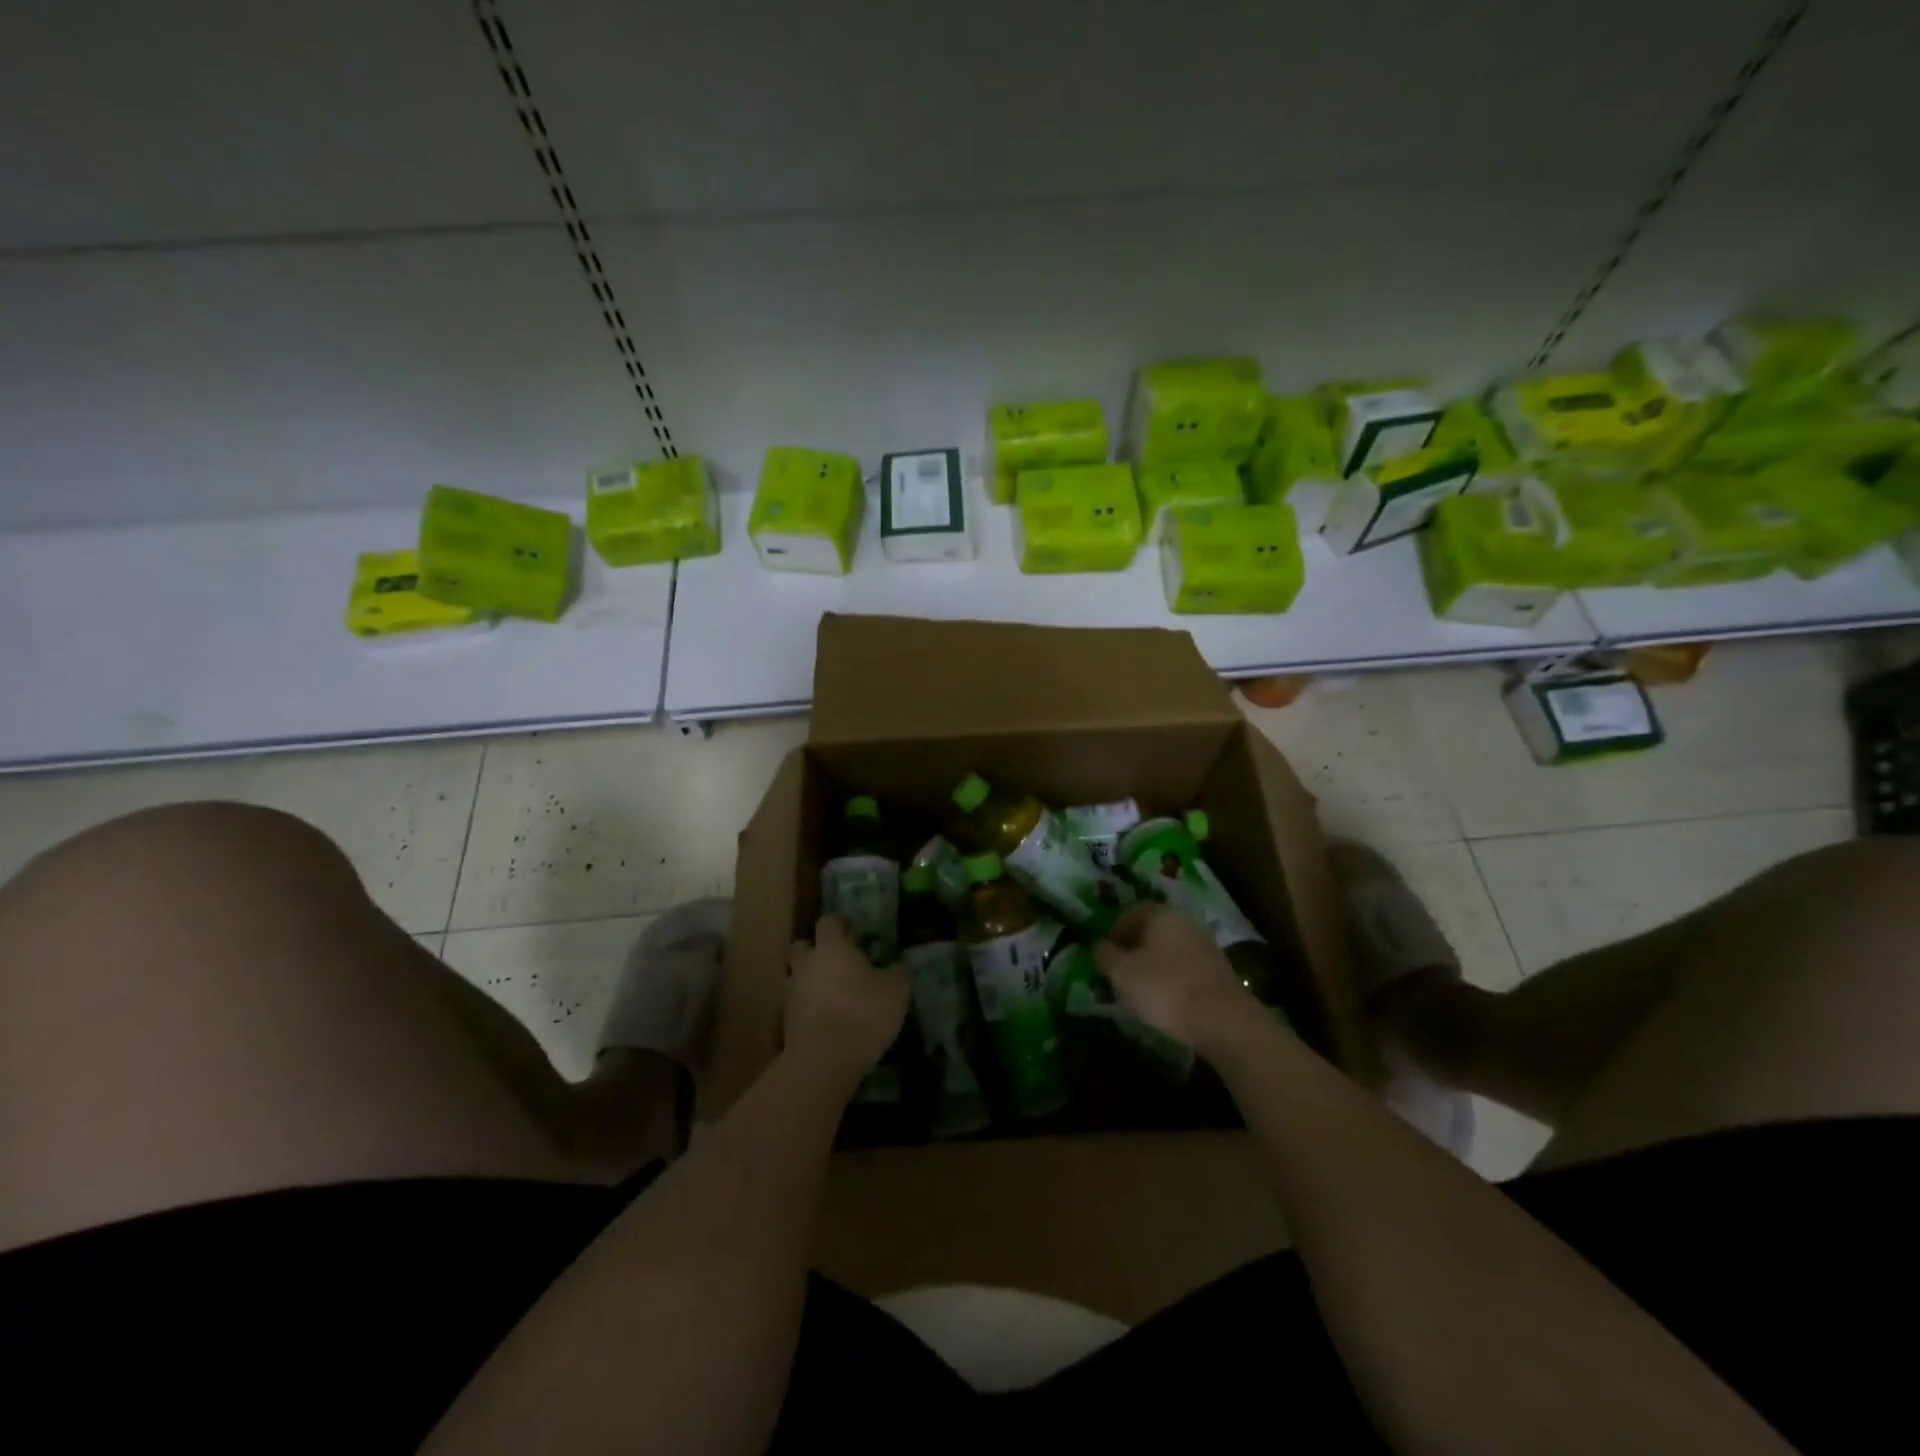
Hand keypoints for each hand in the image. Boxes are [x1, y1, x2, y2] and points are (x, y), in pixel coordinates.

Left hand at [785, 914, 908, 1086]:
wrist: (823, 1061)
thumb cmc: (863, 1014)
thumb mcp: (896, 991)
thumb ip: (896, 972)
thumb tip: (896, 965)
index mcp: (831, 947)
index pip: (829, 921)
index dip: (841, 923)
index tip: (854, 930)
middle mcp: (806, 963)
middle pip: (803, 946)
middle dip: (817, 949)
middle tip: (839, 960)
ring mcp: (792, 992)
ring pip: (798, 976)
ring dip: (811, 980)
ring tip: (833, 993)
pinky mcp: (786, 1022)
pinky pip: (798, 1004)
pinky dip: (809, 1007)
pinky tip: (827, 1019)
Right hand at [1094, 903, 1259, 1051]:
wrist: (1224, 1022)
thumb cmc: (1165, 989)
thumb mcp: (1122, 973)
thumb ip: (1105, 954)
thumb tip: (1098, 945)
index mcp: (1161, 913)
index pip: (1129, 913)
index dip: (1111, 933)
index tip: (1103, 957)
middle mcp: (1185, 922)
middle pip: (1150, 931)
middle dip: (1131, 950)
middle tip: (1118, 974)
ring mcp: (1205, 945)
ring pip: (1167, 950)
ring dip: (1151, 966)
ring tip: (1138, 992)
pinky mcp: (1217, 971)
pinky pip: (1184, 968)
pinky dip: (1170, 980)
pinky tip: (1165, 1001)